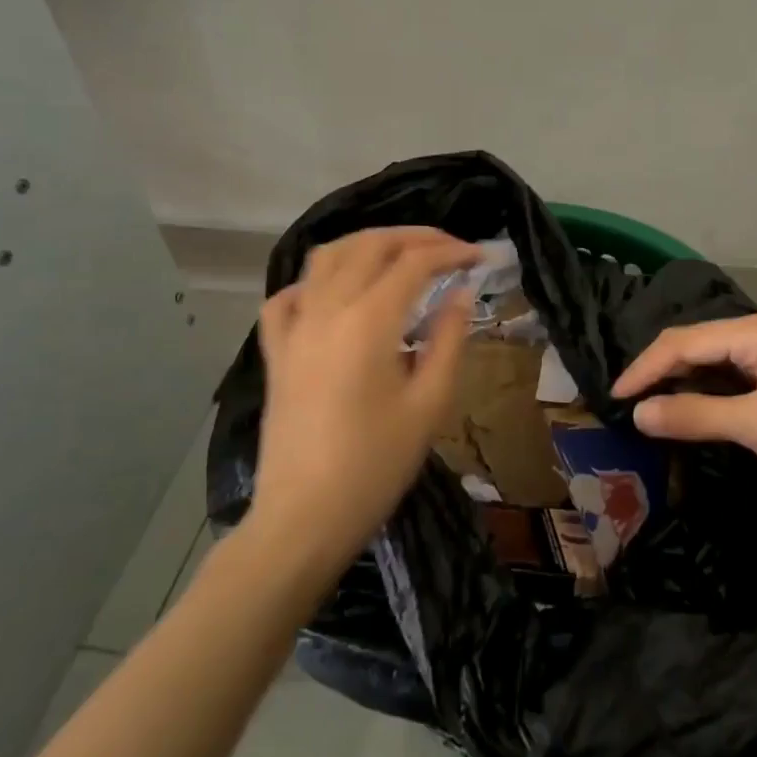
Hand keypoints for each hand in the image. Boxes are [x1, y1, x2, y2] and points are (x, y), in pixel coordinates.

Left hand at [250, 227, 480, 573]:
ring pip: (326, 257)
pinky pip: (288, 296)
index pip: (414, 262)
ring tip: (399, 255)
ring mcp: (295, 327)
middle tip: (450, 249)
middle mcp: (327, 309)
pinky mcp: (276, 351)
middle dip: (415, 237)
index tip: (480, 257)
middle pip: (370, 245)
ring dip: (367, 244)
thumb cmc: (375, 466)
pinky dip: (315, 281)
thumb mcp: (429, 404)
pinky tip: (335, 293)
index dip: (452, 252)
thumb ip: (448, 340)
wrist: (304, 519)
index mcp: (368, 320)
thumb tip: (460, 294)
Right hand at [612, 313, 756, 522]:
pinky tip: (698, 413)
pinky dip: (713, 396)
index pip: (685, 342)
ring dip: (686, 384)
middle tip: (629, 404)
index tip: (613, 398)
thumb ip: (695, 416)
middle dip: (662, 372)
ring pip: (720, 364)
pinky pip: (739, 381)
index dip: (645, 369)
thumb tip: (639, 413)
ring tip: (653, 409)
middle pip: (700, 346)